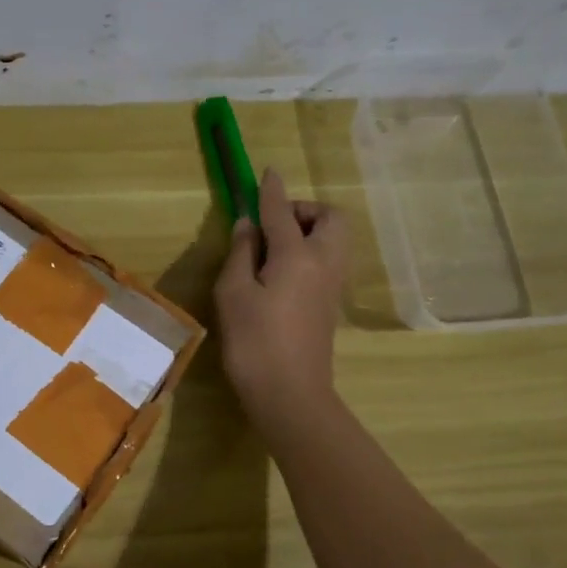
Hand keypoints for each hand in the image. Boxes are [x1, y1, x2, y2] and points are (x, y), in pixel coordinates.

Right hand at [214, 167, 348, 433]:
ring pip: (333, 240)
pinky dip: (309, 253)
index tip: (265, 172)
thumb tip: (249, 225)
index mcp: (298, 255)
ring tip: (271, 250)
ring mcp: (331, 286)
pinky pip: (326, 261)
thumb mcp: (233, 294)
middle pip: (330, 218)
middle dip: (303, 210)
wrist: (290, 395)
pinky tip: (279, 274)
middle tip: (270, 226)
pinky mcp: (330, 305)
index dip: (271, 190)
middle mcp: (323, 263)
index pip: (282, 211)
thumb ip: (241, 253)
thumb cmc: (254, 343)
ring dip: (308, 231)